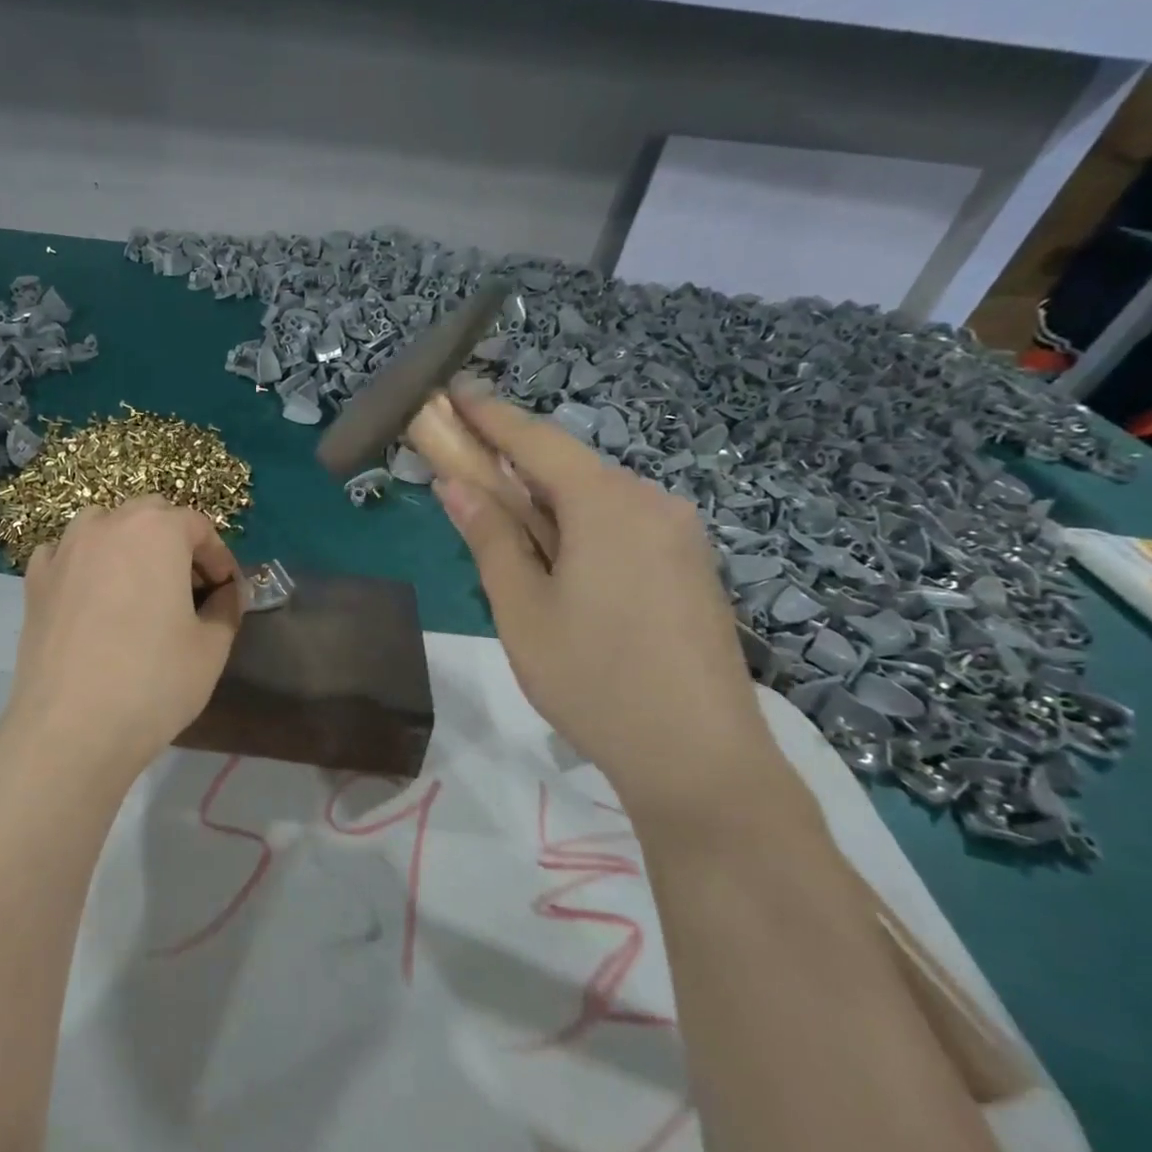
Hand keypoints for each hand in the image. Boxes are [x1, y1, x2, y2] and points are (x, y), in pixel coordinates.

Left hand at [0, 497, 243, 784]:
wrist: (71, 729)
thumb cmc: (153, 682)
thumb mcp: (211, 648)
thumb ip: (226, 608)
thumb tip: (225, 594)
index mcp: (157, 531)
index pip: (198, 526)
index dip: (219, 557)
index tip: (226, 591)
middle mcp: (107, 526)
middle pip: (150, 515)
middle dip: (175, 541)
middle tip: (188, 586)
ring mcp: (64, 550)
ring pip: (103, 525)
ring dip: (128, 543)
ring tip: (139, 584)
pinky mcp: (35, 581)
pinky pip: (65, 553)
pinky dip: (84, 561)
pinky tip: (92, 594)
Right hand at [421, 389, 792, 824]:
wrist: (700, 758)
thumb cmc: (593, 679)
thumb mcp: (521, 609)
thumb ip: (490, 538)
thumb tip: (456, 484)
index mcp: (607, 504)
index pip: (537, 441)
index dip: (490, 416)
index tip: (452, 393)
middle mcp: (651, 503)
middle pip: (569, 468)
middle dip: (514, 466)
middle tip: (465, 476)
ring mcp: (680, 535)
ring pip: (597, 499)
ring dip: (546, 504)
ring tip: (506, 535)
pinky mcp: (692, 567)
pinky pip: (623, 526)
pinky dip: (580, 528)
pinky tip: (560, 565)